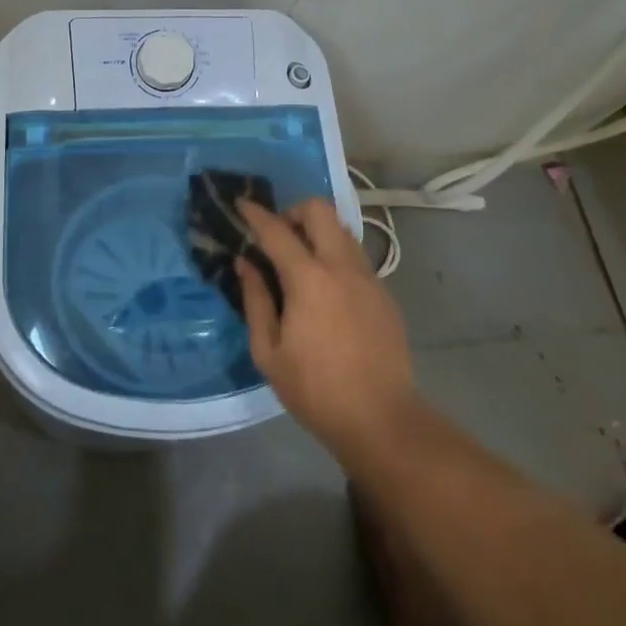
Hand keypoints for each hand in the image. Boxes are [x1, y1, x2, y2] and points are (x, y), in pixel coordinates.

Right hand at [236, 198, 422, 465]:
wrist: (382, 420)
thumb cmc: (316, 390)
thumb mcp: (268, 353)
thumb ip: (255, 300)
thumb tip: (246, 264)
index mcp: (309, 279)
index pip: (277, 230)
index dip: (255, 214)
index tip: (241, 205)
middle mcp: (341, 266)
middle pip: (320, 210)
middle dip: (294, 213)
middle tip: (278, 237)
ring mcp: (369, 278)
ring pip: (342, 230)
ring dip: (318, 232)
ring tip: (301, 261)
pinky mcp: (384, 294)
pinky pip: (356, 257)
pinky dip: (336, 256)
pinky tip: (326, 290)